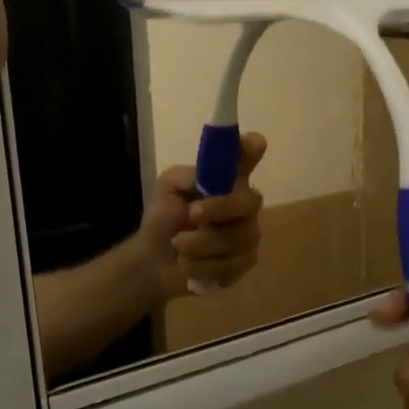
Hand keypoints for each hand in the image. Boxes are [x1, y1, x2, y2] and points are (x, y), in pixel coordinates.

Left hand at [137, 133, 266, 301]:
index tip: (255, 143)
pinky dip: (203, 265)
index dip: (252, 149)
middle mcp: (244, 203)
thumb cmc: (164, 218)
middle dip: (220, 208)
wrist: (154, 261)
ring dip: (201, 242)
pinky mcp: (245, 262)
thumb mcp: (168, 190)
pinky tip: (188, 264)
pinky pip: (232, 263)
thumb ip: (188, 178)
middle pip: (250, 201)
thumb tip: (206, 173)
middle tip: (192, 214)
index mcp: (226, 179)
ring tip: (178, 245)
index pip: (247, 157)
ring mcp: (248, 233)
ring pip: (238, 237)